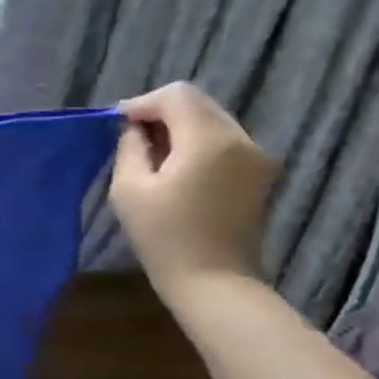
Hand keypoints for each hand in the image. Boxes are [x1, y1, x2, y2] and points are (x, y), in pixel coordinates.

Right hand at [110, 83, 279, 300]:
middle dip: (162, 113)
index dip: (143, 103)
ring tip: (152, 155)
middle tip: (132, 138)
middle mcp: (242, 139)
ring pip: (212, 120)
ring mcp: (258, 157)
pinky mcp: (260, 174)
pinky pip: (224, 141)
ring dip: (180, 128)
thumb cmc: (165, 237)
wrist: (215, 283)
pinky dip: (197, 143)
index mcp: (210, 140)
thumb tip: (134, 128)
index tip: (119, 126)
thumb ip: (130, 147)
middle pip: (198, 103)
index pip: (176, 95)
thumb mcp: (129, 188)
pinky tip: (177, 169)